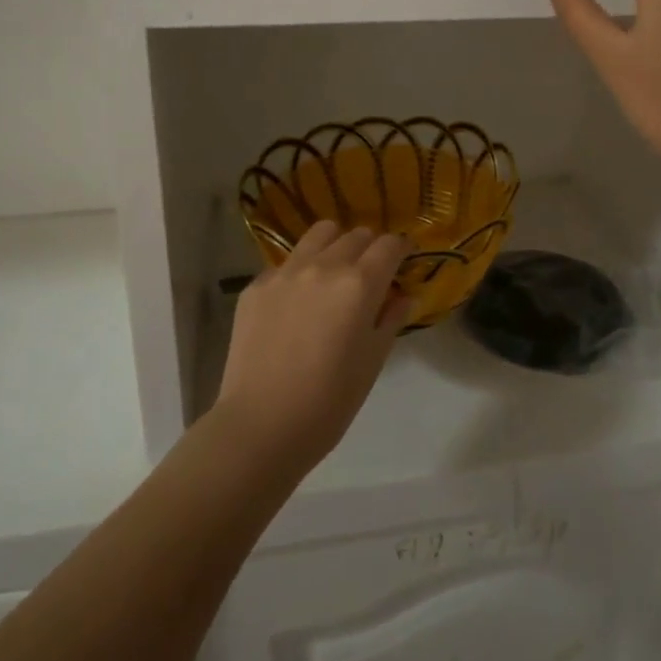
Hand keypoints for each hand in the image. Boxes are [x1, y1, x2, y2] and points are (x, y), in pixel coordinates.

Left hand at [213, 221, 411, 473]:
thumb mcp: (373, 361)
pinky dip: (300, 271)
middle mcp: (323, 266)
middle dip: (370, 248)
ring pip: (319, 234)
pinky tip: (297, 303)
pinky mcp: (256, 285)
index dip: (402, 249)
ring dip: (335, 245)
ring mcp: (285, 272)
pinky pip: (286, 263)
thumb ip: (391, 318)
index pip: (390, 245)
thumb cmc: (329, 402)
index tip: (403, 261)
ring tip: (334, 272)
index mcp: (359, 284)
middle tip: (370, 274)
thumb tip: (402, 295)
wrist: (261, 426)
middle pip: (356, 235)